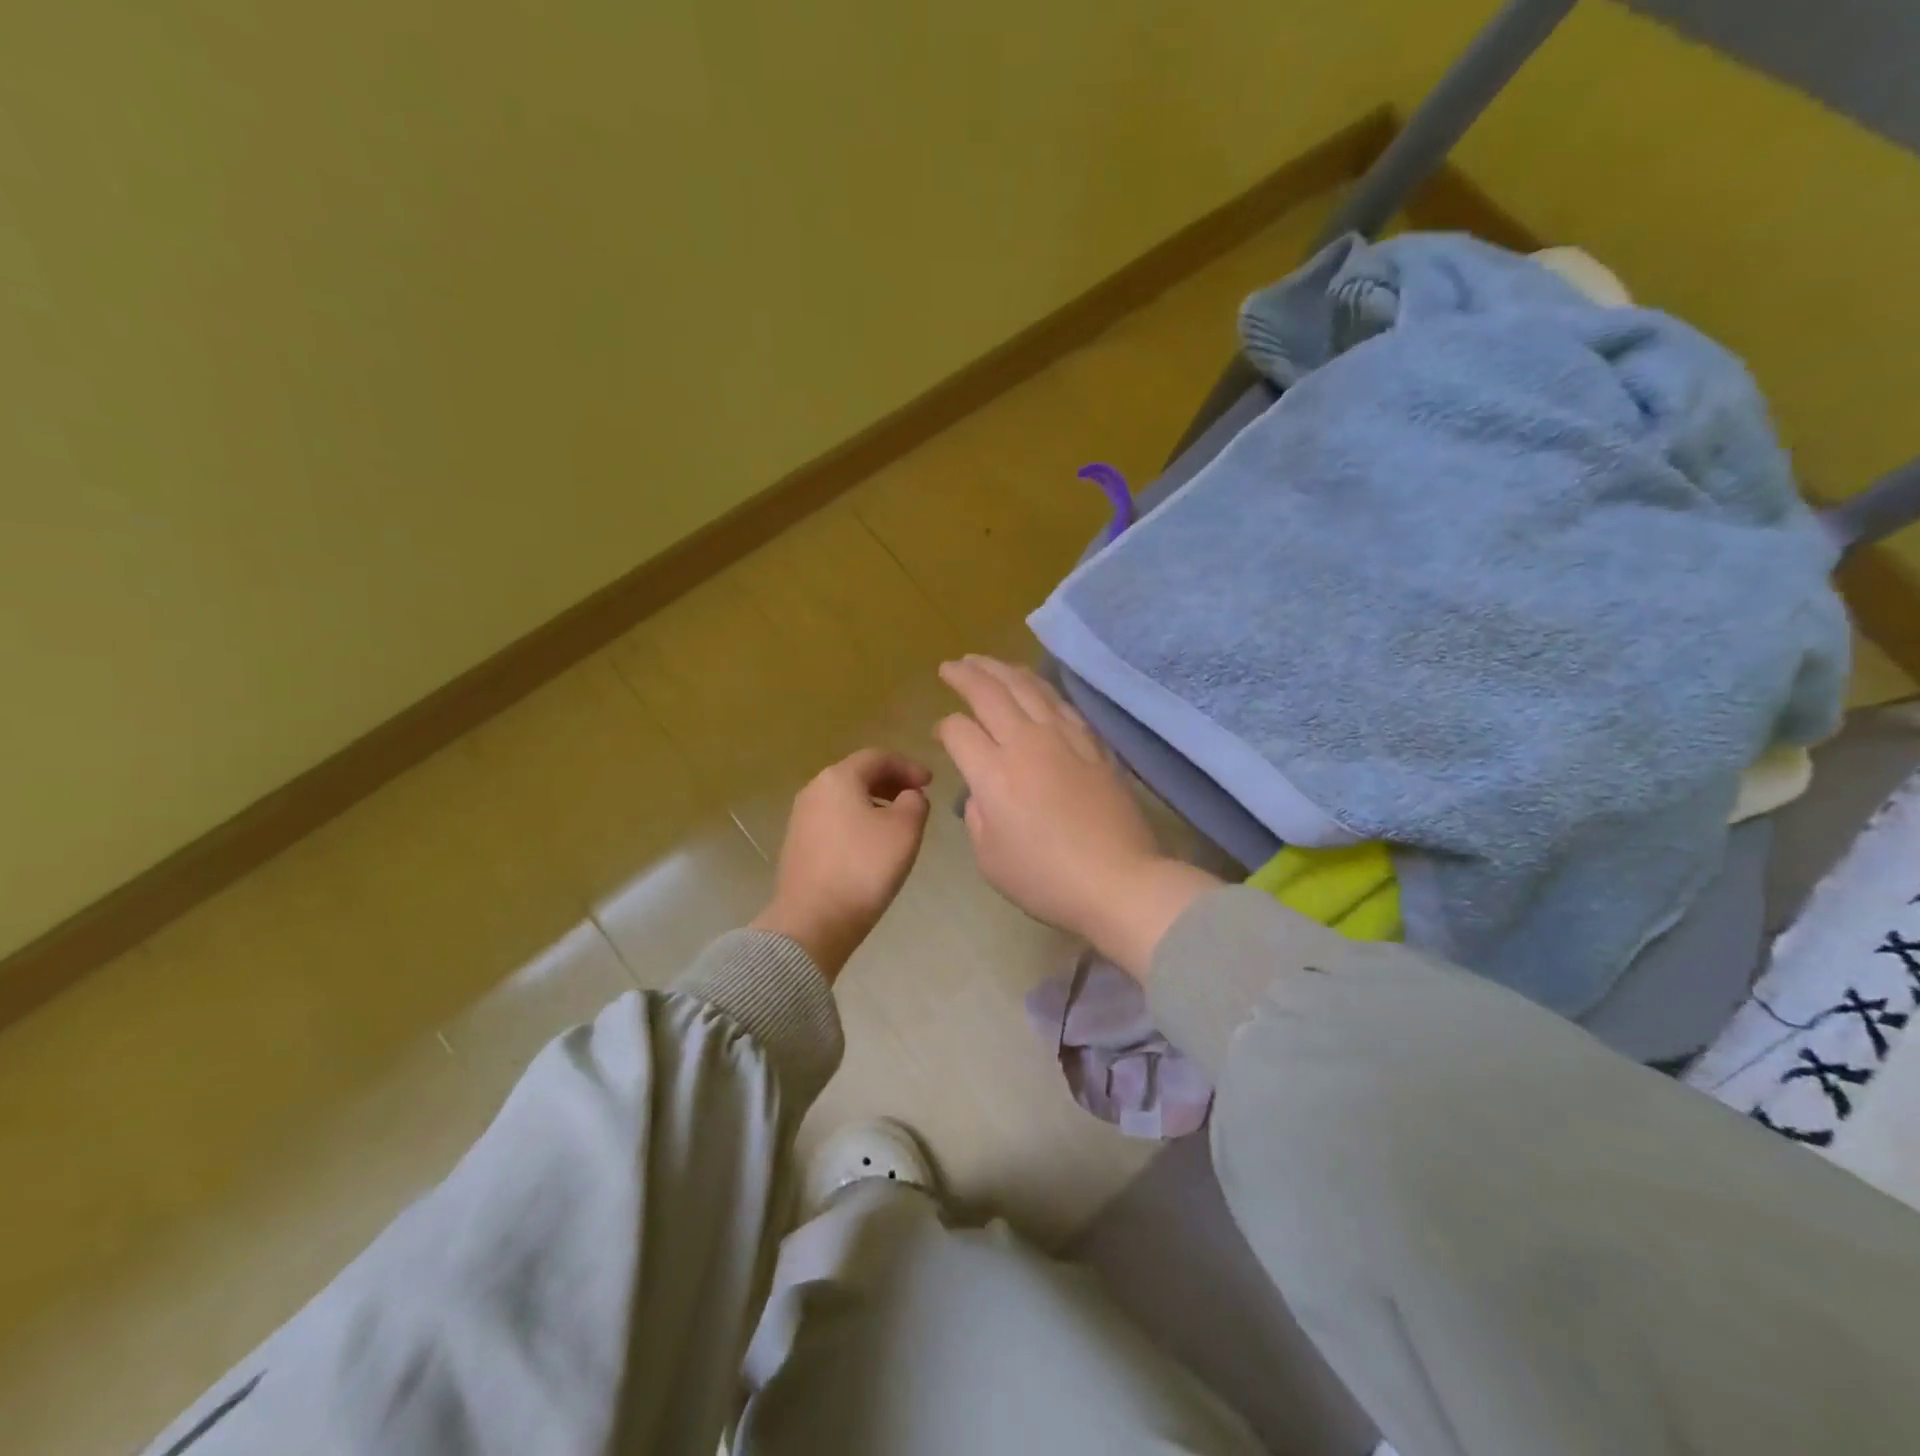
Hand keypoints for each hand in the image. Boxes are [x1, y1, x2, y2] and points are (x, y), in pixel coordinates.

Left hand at [751, 749, 931, 980]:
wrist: (813, 921)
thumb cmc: (864, 867)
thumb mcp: (905, 829)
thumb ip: (915, 802)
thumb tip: (909, 797)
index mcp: (838, 778)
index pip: (878, 757)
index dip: (908, 766)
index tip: (931, 782)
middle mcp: (814, 790)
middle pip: (858, 775)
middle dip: (891, 783)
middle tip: (916, 798)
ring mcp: (801, 819)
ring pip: (845, 799)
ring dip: (874, 803)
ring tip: (898, 823)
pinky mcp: (798, 845)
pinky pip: (834, 821)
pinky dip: (857, 822)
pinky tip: (872, 845)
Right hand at [936, 657, 1218, 976]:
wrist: (1118, 881)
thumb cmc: (1045, 879)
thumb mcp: (989, 858)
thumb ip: (976, 815)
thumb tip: (982, 789)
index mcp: (994, 774)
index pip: (958, 730)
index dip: (944, 728)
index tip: (941, 734)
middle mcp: (1026, 743)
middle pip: (990, 693)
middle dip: (965, 675)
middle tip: (951, 666)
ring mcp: (1064, 738)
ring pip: (1028, 687)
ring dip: (1001, 669)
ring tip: (985, 662)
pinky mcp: (1093, 743)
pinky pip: (1061, 703)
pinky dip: (1039, 686)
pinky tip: (1032, 685)